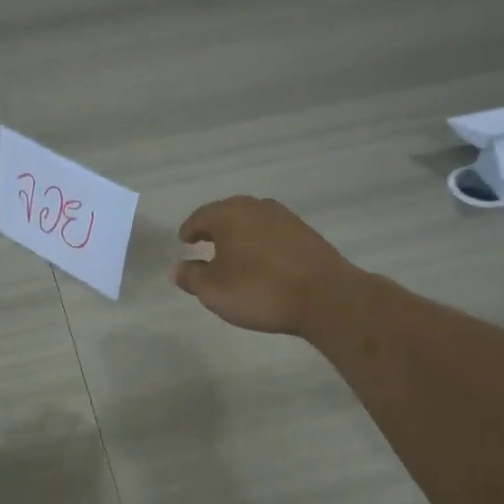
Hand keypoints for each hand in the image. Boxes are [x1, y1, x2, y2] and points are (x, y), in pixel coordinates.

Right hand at [174, 196, 357, 335]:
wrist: (325, 297)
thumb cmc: (258, 290)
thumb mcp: (213, 290)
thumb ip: (191, 276)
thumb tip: (178, 268)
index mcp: (229, 214)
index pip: (200, 216)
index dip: (189, 230)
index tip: (185, 242)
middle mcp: (256, 207)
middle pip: (227, 213)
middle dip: (215, 228)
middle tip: (206, 244)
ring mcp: (285, 218)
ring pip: (252, 221)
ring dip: (240, 235)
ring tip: (234, 254)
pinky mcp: (306, 233)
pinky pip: (273, 233)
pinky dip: (262, 243)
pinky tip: (262, 262)